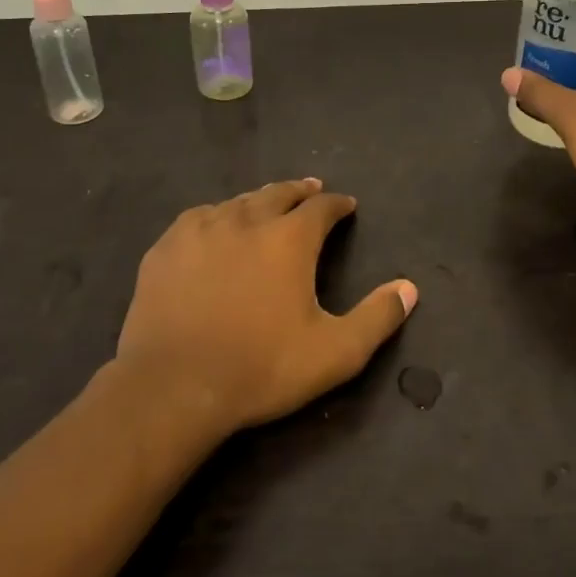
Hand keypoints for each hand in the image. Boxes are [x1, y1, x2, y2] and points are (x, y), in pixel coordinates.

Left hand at [111, 179, 417, 435]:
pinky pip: (198, 217)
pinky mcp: (166, 249)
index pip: (321, 208)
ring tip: (267, 203)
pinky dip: (216, 214)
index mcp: (289, 240)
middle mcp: (247, 221)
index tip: (346, 205)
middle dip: (300, 191)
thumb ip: (377, 318)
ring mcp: (201, 231)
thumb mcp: (335, 353)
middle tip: (311, 189)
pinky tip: (215, 223)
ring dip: (259, 200)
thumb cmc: (261, 368)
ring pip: (238, 201)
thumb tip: (409, 287)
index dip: (337, 204)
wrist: (173, 387)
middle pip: (278, 193)